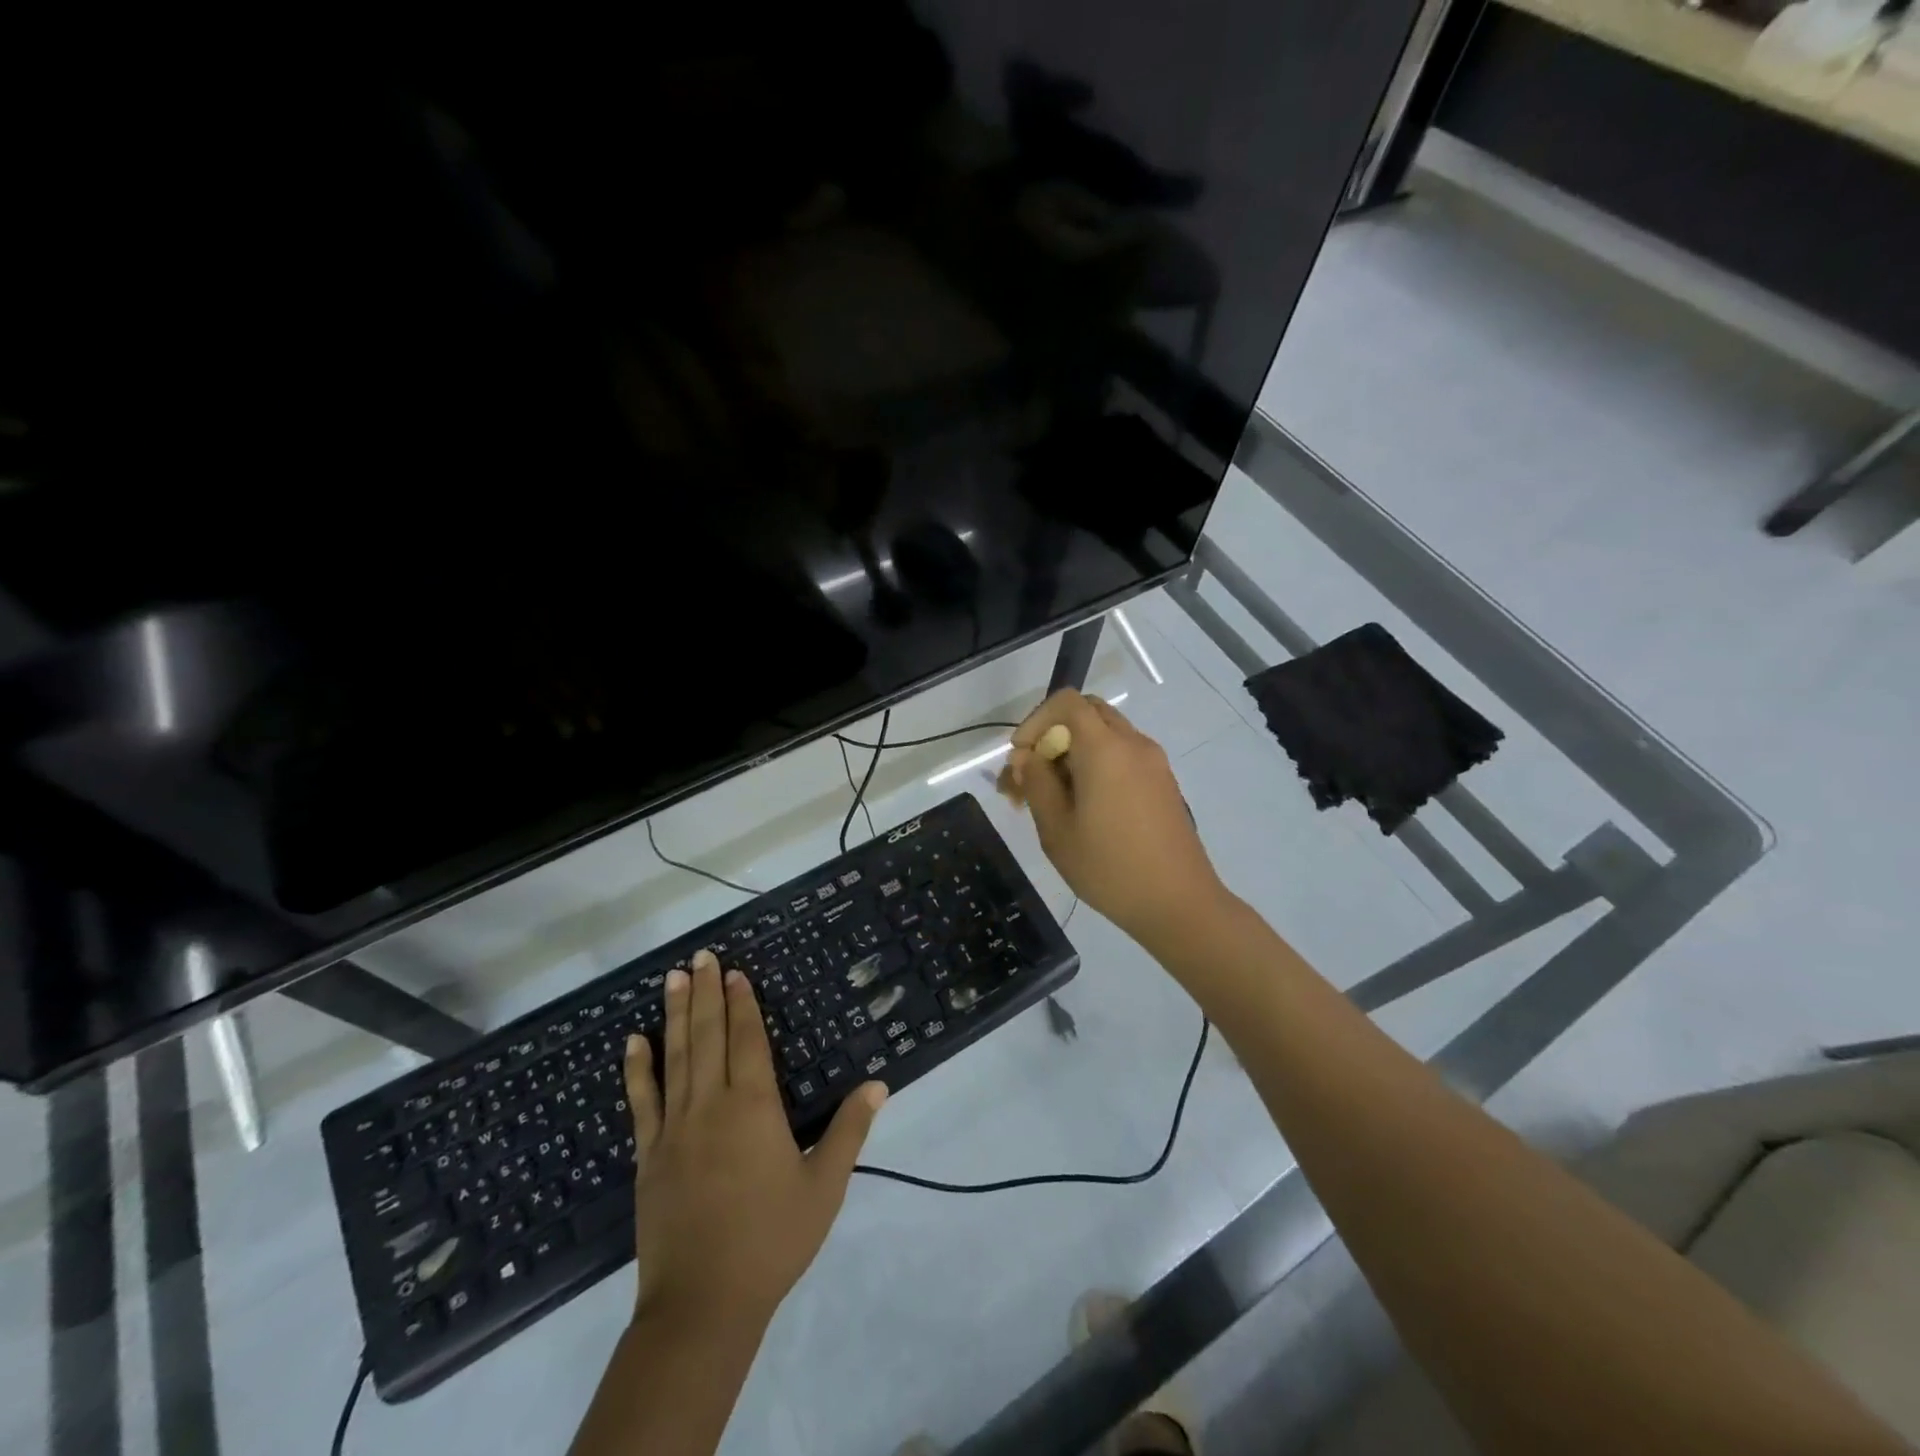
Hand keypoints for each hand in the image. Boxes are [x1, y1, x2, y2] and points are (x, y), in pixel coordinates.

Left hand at [622, 950, 886, 1332]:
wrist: (703, 1304)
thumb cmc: (771, 1240)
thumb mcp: (824, 1186)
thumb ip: (850, 1130)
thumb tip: (878, 1083)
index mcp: (754, 1107)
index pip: (748, 1040)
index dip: (743, 1003)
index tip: (736, 972)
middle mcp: (711, 1105)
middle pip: (709, 1037)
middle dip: (707, 993)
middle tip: (702, 956)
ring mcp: (674, 1128)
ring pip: (676, 1057)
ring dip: (676, 1015)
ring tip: (674, 978)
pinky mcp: (649, 1155)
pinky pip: (641, 1101)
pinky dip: (638, 1069)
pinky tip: (634, 1041)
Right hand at [1001, 689, 1225, 946]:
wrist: (1178, 903)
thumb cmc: (1109, 867)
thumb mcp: (1057, 829)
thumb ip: (1036, 783)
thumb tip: (1026, 757)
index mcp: (1105, 748)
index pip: (1067, 702)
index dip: (1036, 720)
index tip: (1021, 757)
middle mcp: (1133, 743)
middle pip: (1086, 714)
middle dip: (1052, 737)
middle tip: (1031, 777)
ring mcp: (1153, 762)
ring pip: (1104, 736)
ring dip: (1073, 753)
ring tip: (1050, 799)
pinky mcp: (1163, 782)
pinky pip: (1122, 756)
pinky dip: (1096, 765)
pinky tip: (1083, 807)